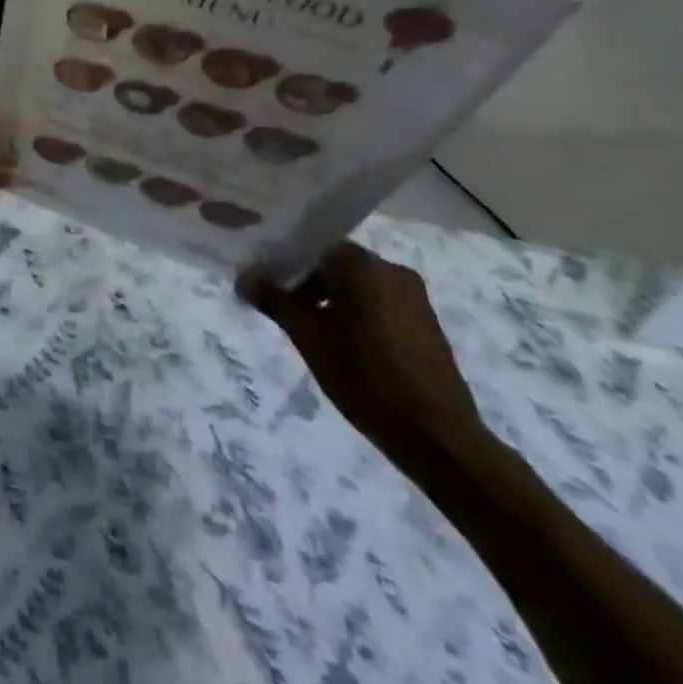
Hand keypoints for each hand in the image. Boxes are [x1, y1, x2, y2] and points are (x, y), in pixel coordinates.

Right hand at [238, 244, 483, 469]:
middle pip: (337, 265)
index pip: (313, 247)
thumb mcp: (308, 337)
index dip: (287, 265)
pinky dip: (359, 315)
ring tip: (314, 333)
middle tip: (286, 313)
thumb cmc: (365, 378)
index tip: (269, 289)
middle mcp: (392, 270)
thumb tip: (244, 275)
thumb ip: (274, 300)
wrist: (438, 436)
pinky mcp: (427, 323)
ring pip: (359, 286)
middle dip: (308, 284)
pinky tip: (347, 346)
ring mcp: (415, 297)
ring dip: (334, 301)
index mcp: (363, 265)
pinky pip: (381, 304)